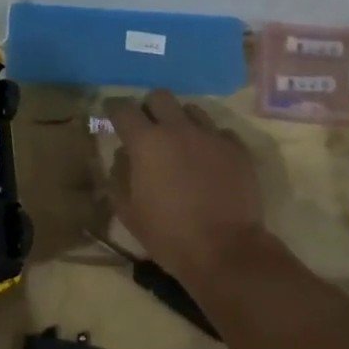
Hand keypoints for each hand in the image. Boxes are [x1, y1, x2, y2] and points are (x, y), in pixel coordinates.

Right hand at [109, 89, 266, 281]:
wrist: (226, 250)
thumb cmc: (168, 235)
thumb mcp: (128, 212)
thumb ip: (120, 176)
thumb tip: (124, 155)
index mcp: (147, 142)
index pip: (123, 109)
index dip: (113, 109)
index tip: (111, 113)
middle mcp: (179, 129)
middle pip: (160, 97)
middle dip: (149, 108)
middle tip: (148, 128)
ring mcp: (211, 136)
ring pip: (191, 110)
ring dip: (181, 121)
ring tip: (181, 144)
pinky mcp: (237, 149)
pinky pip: (219, 132)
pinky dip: (209, 140)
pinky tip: (209, 160)